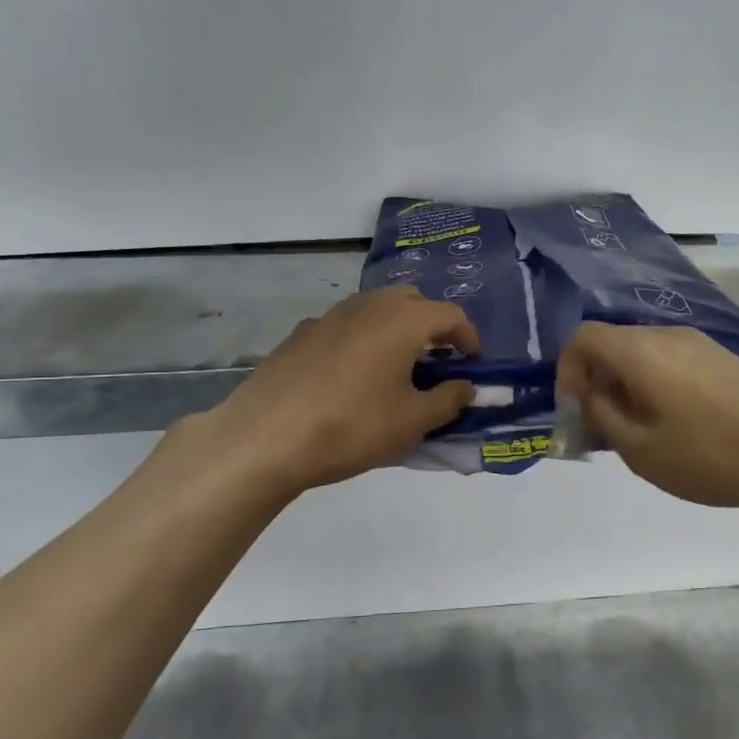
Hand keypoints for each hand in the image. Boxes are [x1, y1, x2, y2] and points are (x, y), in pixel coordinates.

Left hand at [157, 287, 478, 506]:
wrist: (265, 438)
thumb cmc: (352, 427)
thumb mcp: (412, 422)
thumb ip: (448, 400)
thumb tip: (466, 387)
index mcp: (402, 321)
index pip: (450, 315)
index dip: (468, 337)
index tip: (473, 363)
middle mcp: (367, 306)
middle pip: (411, 300)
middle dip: (431, 324)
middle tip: (437, 359)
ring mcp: (329, 316)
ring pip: (375, 309)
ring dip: (395, 329)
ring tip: (397, 367)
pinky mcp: (300, 334)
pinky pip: (345, 326)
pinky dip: (362, 339)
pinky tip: (352, 376)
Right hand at [555, 322, 738, 509]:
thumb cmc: (713, 453)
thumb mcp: (641, 450)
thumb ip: (603, 417)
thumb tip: (590, 395)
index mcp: (639, 351)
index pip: (583, 337)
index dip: (567, 370)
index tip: (576, 410)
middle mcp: (667, 335)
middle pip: (614, 344)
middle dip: (597, 382)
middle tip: (604, 429)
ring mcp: (700, 344)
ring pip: (644, 356)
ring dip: (628, 388)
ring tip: (641, 434)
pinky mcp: (724, 359)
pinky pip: (672, 363)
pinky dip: (657, 387)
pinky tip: (678, 427)